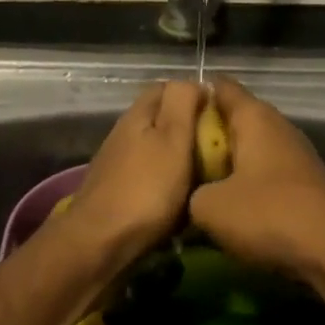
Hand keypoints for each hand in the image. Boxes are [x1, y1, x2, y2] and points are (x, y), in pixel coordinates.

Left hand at [54, 81, 204, 263]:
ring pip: (158, 150)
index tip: (223, 115)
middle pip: (162, 120)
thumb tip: (196, 81)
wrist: (101, 243)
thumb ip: (182, 103)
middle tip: (222, 148)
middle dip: (191, 130)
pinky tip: (183, 200)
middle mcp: (125, 134)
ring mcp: (119, 165)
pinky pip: (152, 178)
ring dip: (181, 159)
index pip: (167, 88)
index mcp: (139, 115)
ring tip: (209, 176)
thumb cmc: (146, 189)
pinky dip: (169, 184)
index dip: (195, 95)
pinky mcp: (119, 193)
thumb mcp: (173, 138)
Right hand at [189, 78, 324, 271]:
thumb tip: (194, 196)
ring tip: (193, 185)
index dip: (191, 95)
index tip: (165, 114)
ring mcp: (293, 155)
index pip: (219, 86)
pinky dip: (244, 186)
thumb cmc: (267, 214)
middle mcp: (276, 126)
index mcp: (253, 116)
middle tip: (171, 156)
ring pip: (247, 150)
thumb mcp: (207, 207)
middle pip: (232, 120)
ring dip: (223, 165)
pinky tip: (227, 209)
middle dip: (203, 136)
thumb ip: (190, 192)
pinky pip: (262, 174)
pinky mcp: (303, 184)